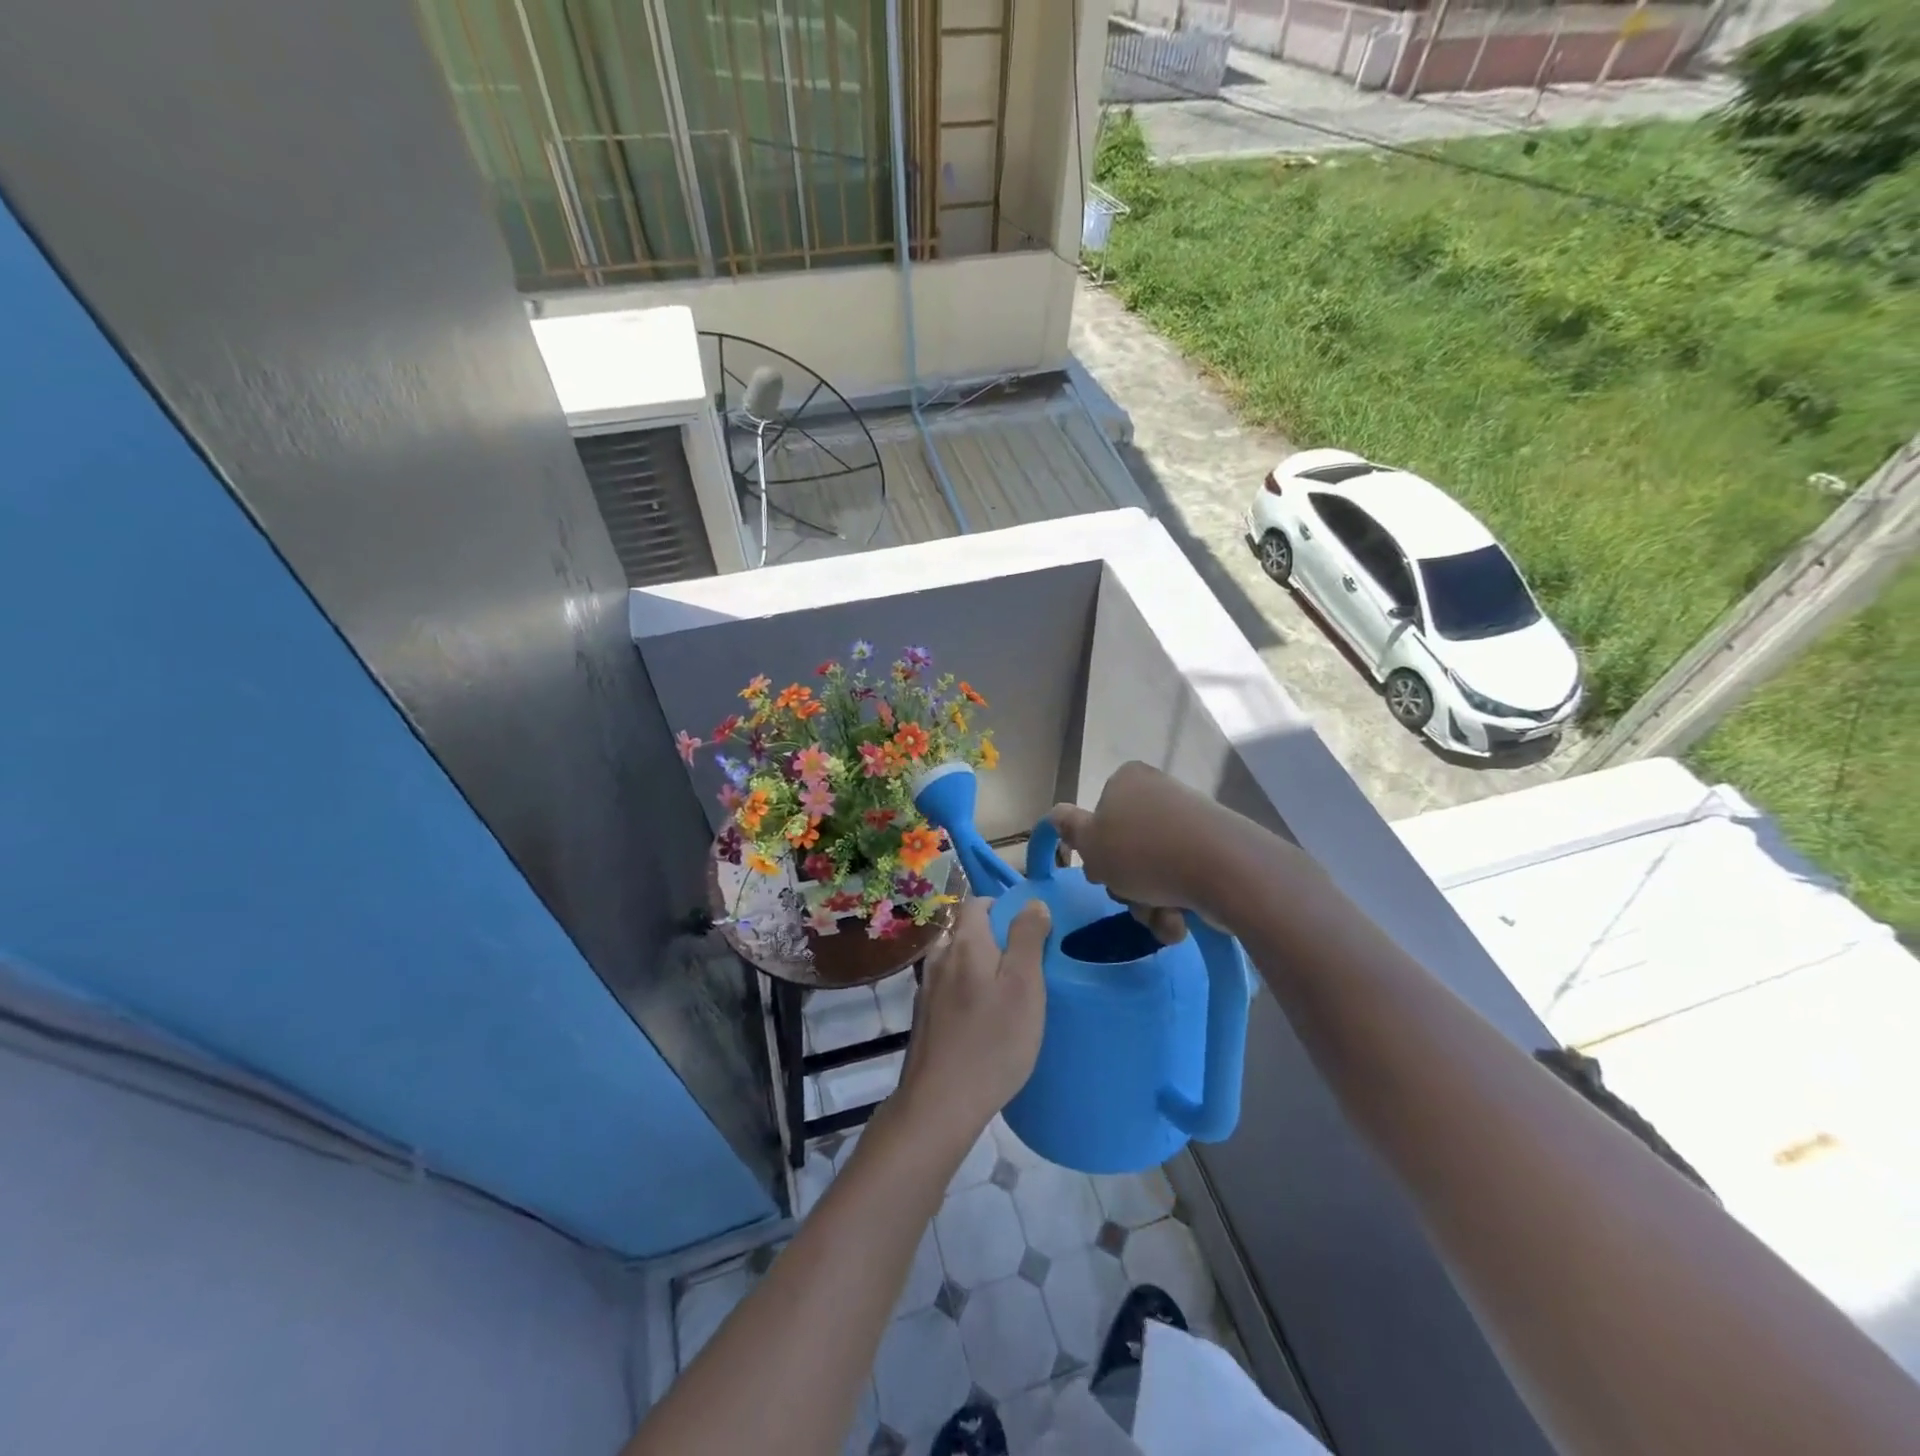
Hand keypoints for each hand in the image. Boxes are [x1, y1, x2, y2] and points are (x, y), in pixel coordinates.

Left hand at [895, 897, 1049, 1149]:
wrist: (940, 1103)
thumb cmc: (992, 1041)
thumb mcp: (1024, 985)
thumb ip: (1027, 938)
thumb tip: (1031, 902)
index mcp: (963, 943)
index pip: (978, 903)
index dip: (1003, 907)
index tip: (1030, 931)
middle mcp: (939, 957)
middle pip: (966, 931)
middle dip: (994, 939)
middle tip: (1025, 967)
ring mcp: (926, 988)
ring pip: (957, 961)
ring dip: (980, 967)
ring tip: (1006, 995)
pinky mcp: (923, 1017)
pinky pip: (949, 988)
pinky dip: (967, 991)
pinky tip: (983, 1020)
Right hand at [1047, 761, 1237, 940]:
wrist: (1224, 869)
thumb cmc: (1144, 852)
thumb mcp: (1091, 843)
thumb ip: (1069, 828)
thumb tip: (1054, 814)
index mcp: (1128, 781)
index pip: (1099, 817)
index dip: (1096, 851)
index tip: (1101, 872)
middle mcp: (1159, 795)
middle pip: (1126, 849)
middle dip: (1126, 884)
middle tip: (1130, 895)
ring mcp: (1190, 823)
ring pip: (1153, 873)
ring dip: (1149, 903)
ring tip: (1161, 915)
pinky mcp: (1215, 850)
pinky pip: (1182, 882)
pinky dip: (1176, 905)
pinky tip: (1181, 919)